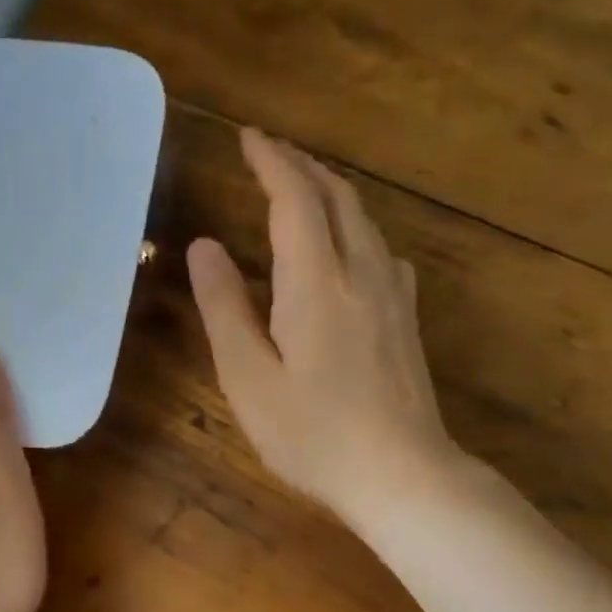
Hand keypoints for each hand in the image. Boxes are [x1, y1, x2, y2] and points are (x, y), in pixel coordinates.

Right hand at [187, 128, 461, 526]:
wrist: (402, 474)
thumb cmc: (314, 435)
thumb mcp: (249, 378)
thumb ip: (224, 308)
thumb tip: (203, 246)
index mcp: (316, 282)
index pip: (295, 198)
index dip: (271, 160)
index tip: (247, 136)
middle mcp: (362, 273)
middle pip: (337, 197)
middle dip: (302, 166)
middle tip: (270, 152)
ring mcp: (394, 296)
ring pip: (364, 220)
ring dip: (331, 192)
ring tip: (303, 188)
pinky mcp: (408, 320)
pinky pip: (381, 249)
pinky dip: (355, 227)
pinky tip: (349, 248)